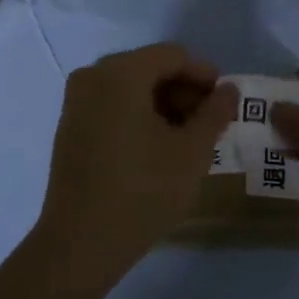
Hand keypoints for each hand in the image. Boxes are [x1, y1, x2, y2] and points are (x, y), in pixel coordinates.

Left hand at [30, 43, 235, 285]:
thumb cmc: (143, 192)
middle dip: (184, 91)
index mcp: (120, 73)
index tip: (226, 104)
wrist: (81, 242)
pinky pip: (111, 105)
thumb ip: (215, 113)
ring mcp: (76, 101)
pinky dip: (138, 115)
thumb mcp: (192, 152)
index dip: (204, 75)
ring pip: (131, 87)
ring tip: (187, 139)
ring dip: (163, 105)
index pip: (173, 56)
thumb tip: (228, 90)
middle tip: (210, 124)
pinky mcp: (70, 126)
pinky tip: (157, 147)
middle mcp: (93, 76)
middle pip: (150, 68)